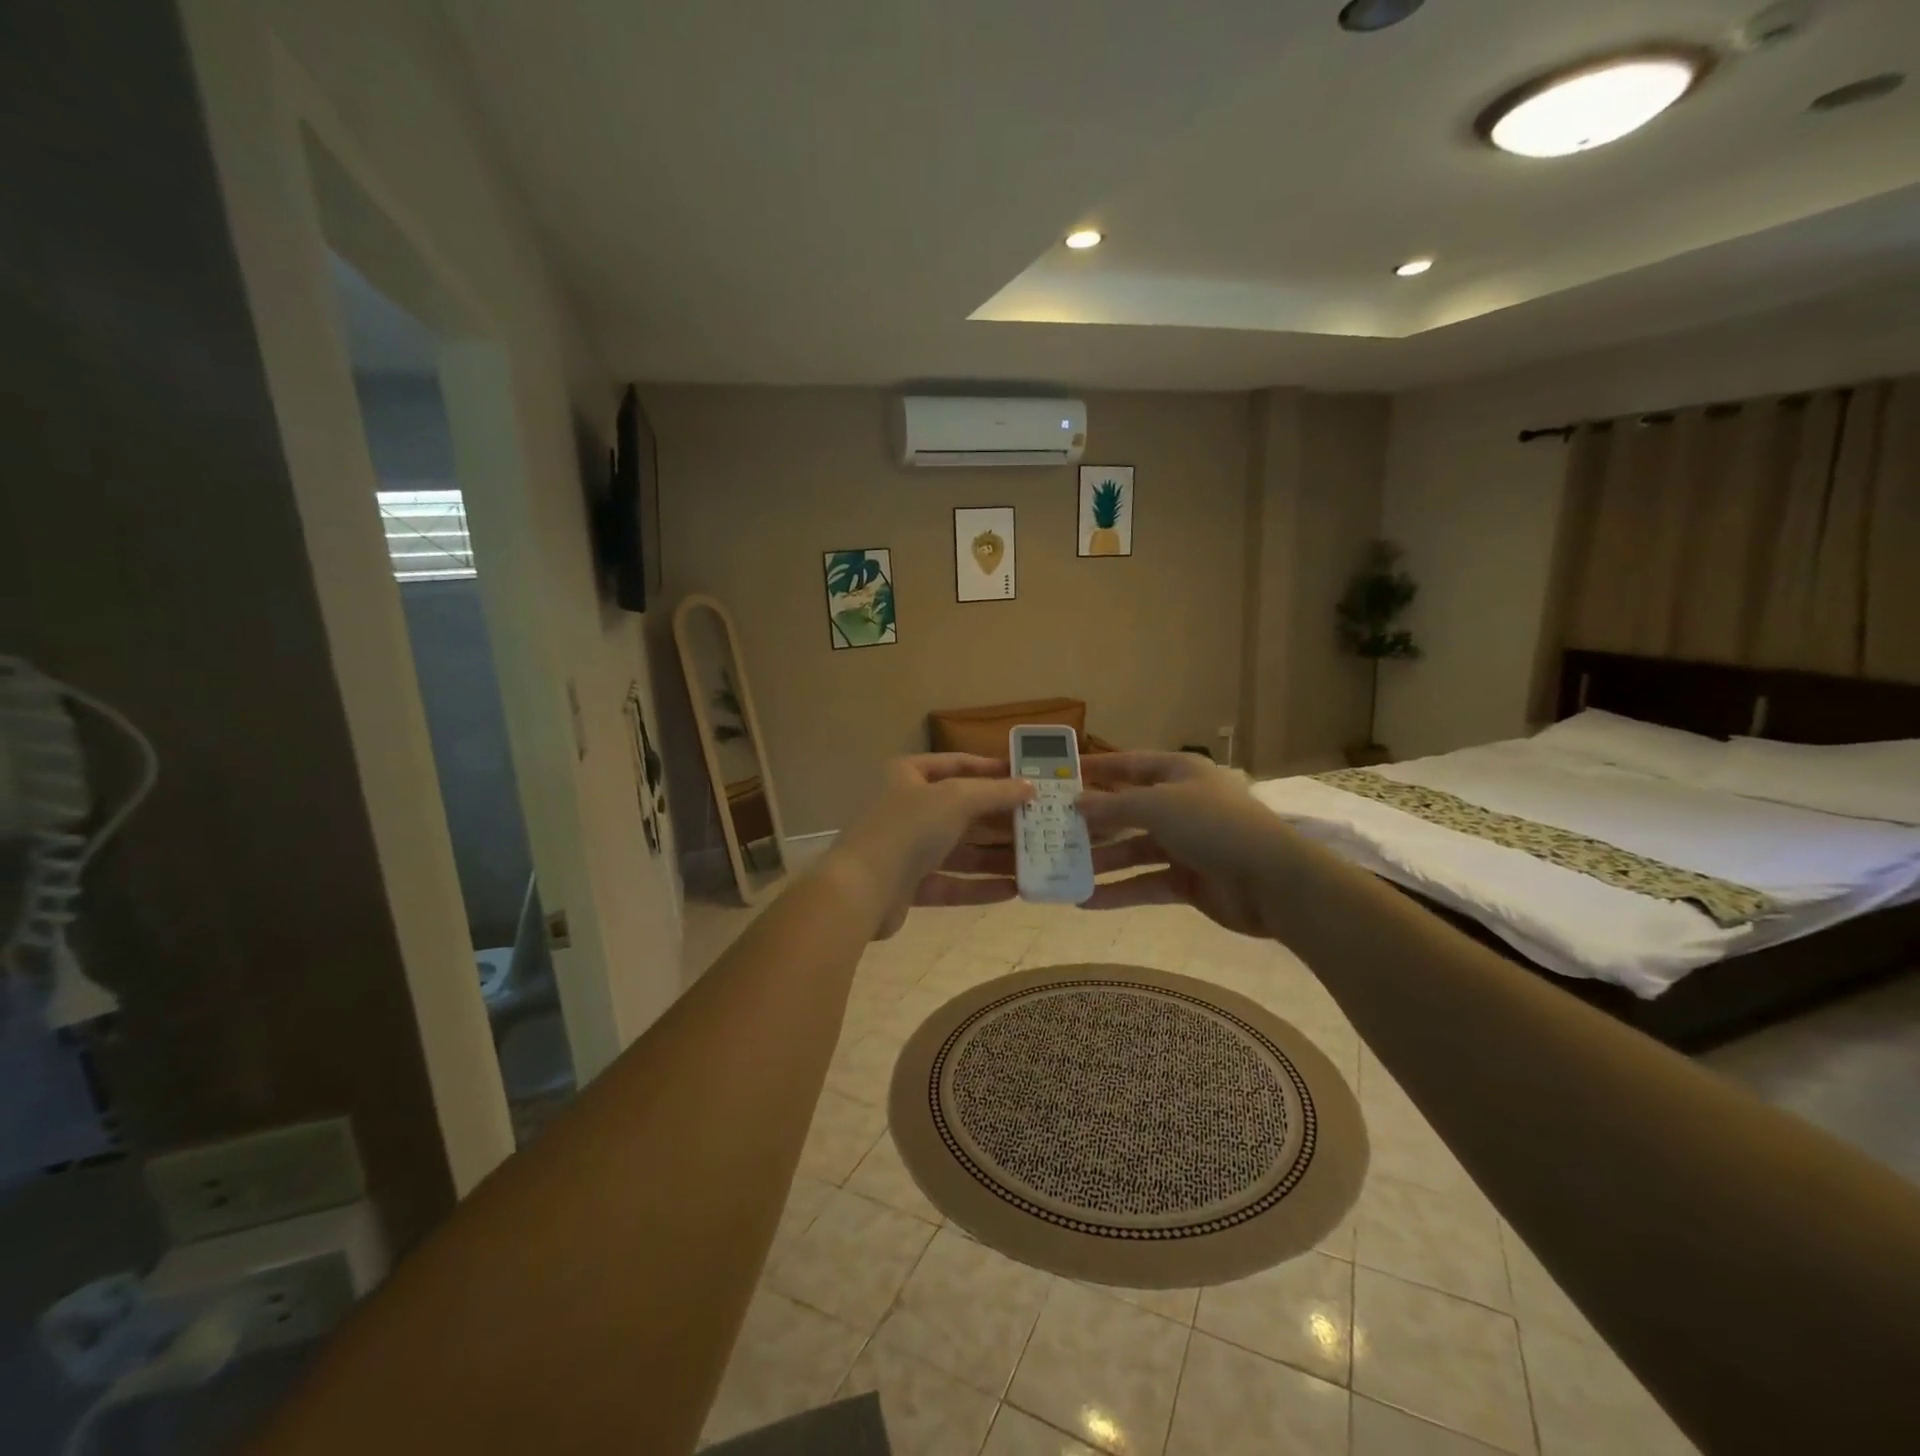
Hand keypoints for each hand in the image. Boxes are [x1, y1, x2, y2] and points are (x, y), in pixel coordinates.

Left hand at [826, 754, 1035, 939]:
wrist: (860, 890)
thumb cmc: (908, 828)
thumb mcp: (956, 799)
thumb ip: (995, 792)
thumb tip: (1029, 786)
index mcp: (909, 775)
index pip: (958, 764)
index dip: (993, 769)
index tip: (1028, 778)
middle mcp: (907, 808)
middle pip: (963, 810)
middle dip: (1001, 819)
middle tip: (1040, 824)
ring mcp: (907, 848)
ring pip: (960, 849)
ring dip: (996, 856)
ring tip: (1036, 861)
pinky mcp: (910, 885)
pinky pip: (952, 882)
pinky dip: (980, 885)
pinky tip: (1014, 890)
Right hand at [1076, 752, 1282, 937]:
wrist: (1271, 881)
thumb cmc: (1213, 826)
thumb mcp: (1158, 805)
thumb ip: (1113, 805)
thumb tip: (1076, 803)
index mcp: (1180, 773)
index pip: (1130, 765)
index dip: (1097, 769)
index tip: (1061, 777)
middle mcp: (1181, 805)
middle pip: (1128, 810)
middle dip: (1093, 821)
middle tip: (1052, 830)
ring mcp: (1185, 844)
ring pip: (1133, 849)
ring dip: (1101, 860)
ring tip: (1062, 869)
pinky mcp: (1187, 881)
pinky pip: (1145, 883)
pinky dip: (1119, 891)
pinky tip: (1086, 901)